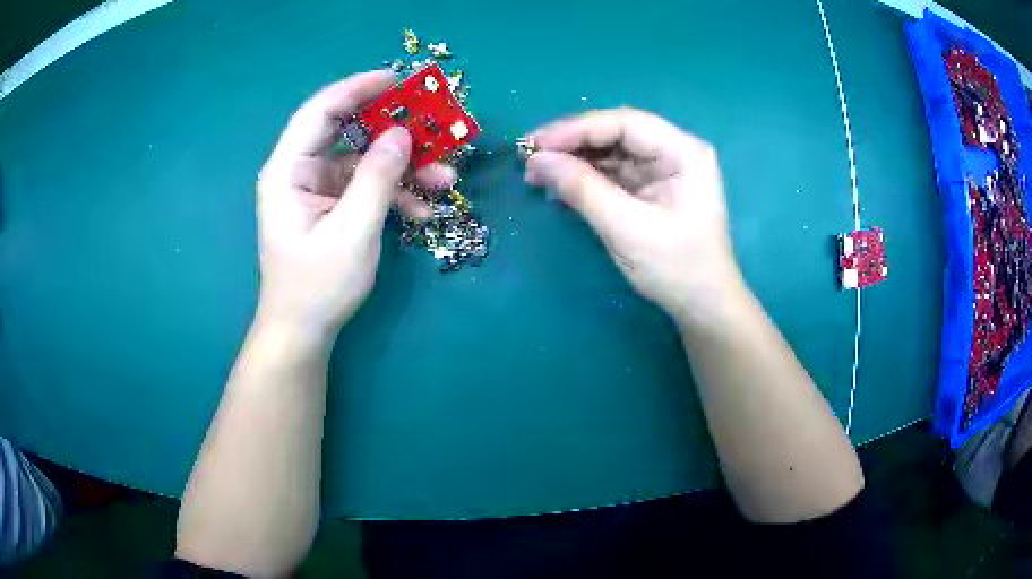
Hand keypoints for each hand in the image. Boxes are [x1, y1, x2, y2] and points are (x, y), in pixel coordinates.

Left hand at [255, 70, 455, 342]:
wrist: (304, 332)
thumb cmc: (317, 286)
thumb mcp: (352, 231)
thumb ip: (377, 177)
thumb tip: (402, 134)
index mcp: (288, 170)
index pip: (322, 111)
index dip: (358, 89)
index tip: (399, 81)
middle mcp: (300, 171)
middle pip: (348, 132)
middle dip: (393, 130)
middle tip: (433, 126)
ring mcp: (318, 189)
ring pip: (364, 161)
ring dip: (404, 167)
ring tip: (445, 178)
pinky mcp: (333, 206)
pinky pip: (367, 186)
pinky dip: (395, 193)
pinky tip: (422, 210)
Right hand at [524, 107, 742, 325]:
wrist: (702, 307)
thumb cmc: (676, 268)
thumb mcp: (627, 228)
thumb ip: (582, 189)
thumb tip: (538, 160)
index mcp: (683, 152)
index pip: (624, 123)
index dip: (576, 129)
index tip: (535, 144)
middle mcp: (674, 151)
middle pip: (615, 133)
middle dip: (571, 144)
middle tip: (529, 158)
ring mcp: (662, 169)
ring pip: (610, 151)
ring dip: (573, 160)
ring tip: (536, 174)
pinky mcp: (650, 188)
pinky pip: (613, 172)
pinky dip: (584, 177)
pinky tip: (558, 185)